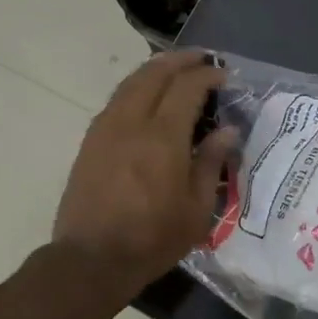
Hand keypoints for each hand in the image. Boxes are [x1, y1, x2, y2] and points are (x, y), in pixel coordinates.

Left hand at [52, 51, 237, 293]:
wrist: (92, 258)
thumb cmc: (152, 239)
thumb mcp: (196, 209)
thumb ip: (211, 162)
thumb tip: (227, 130)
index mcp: (163, 137)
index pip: (187, 87)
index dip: (207, 75)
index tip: (224, 75)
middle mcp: (132, 122)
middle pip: (155, 73)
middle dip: (180, 60)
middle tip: (201, 59)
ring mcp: (106, 128)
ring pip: (131, 82)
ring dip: (155, 69)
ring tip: (175, 69)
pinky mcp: (90, 141)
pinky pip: (116, 100)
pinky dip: (136, 87)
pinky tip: (146, 97)